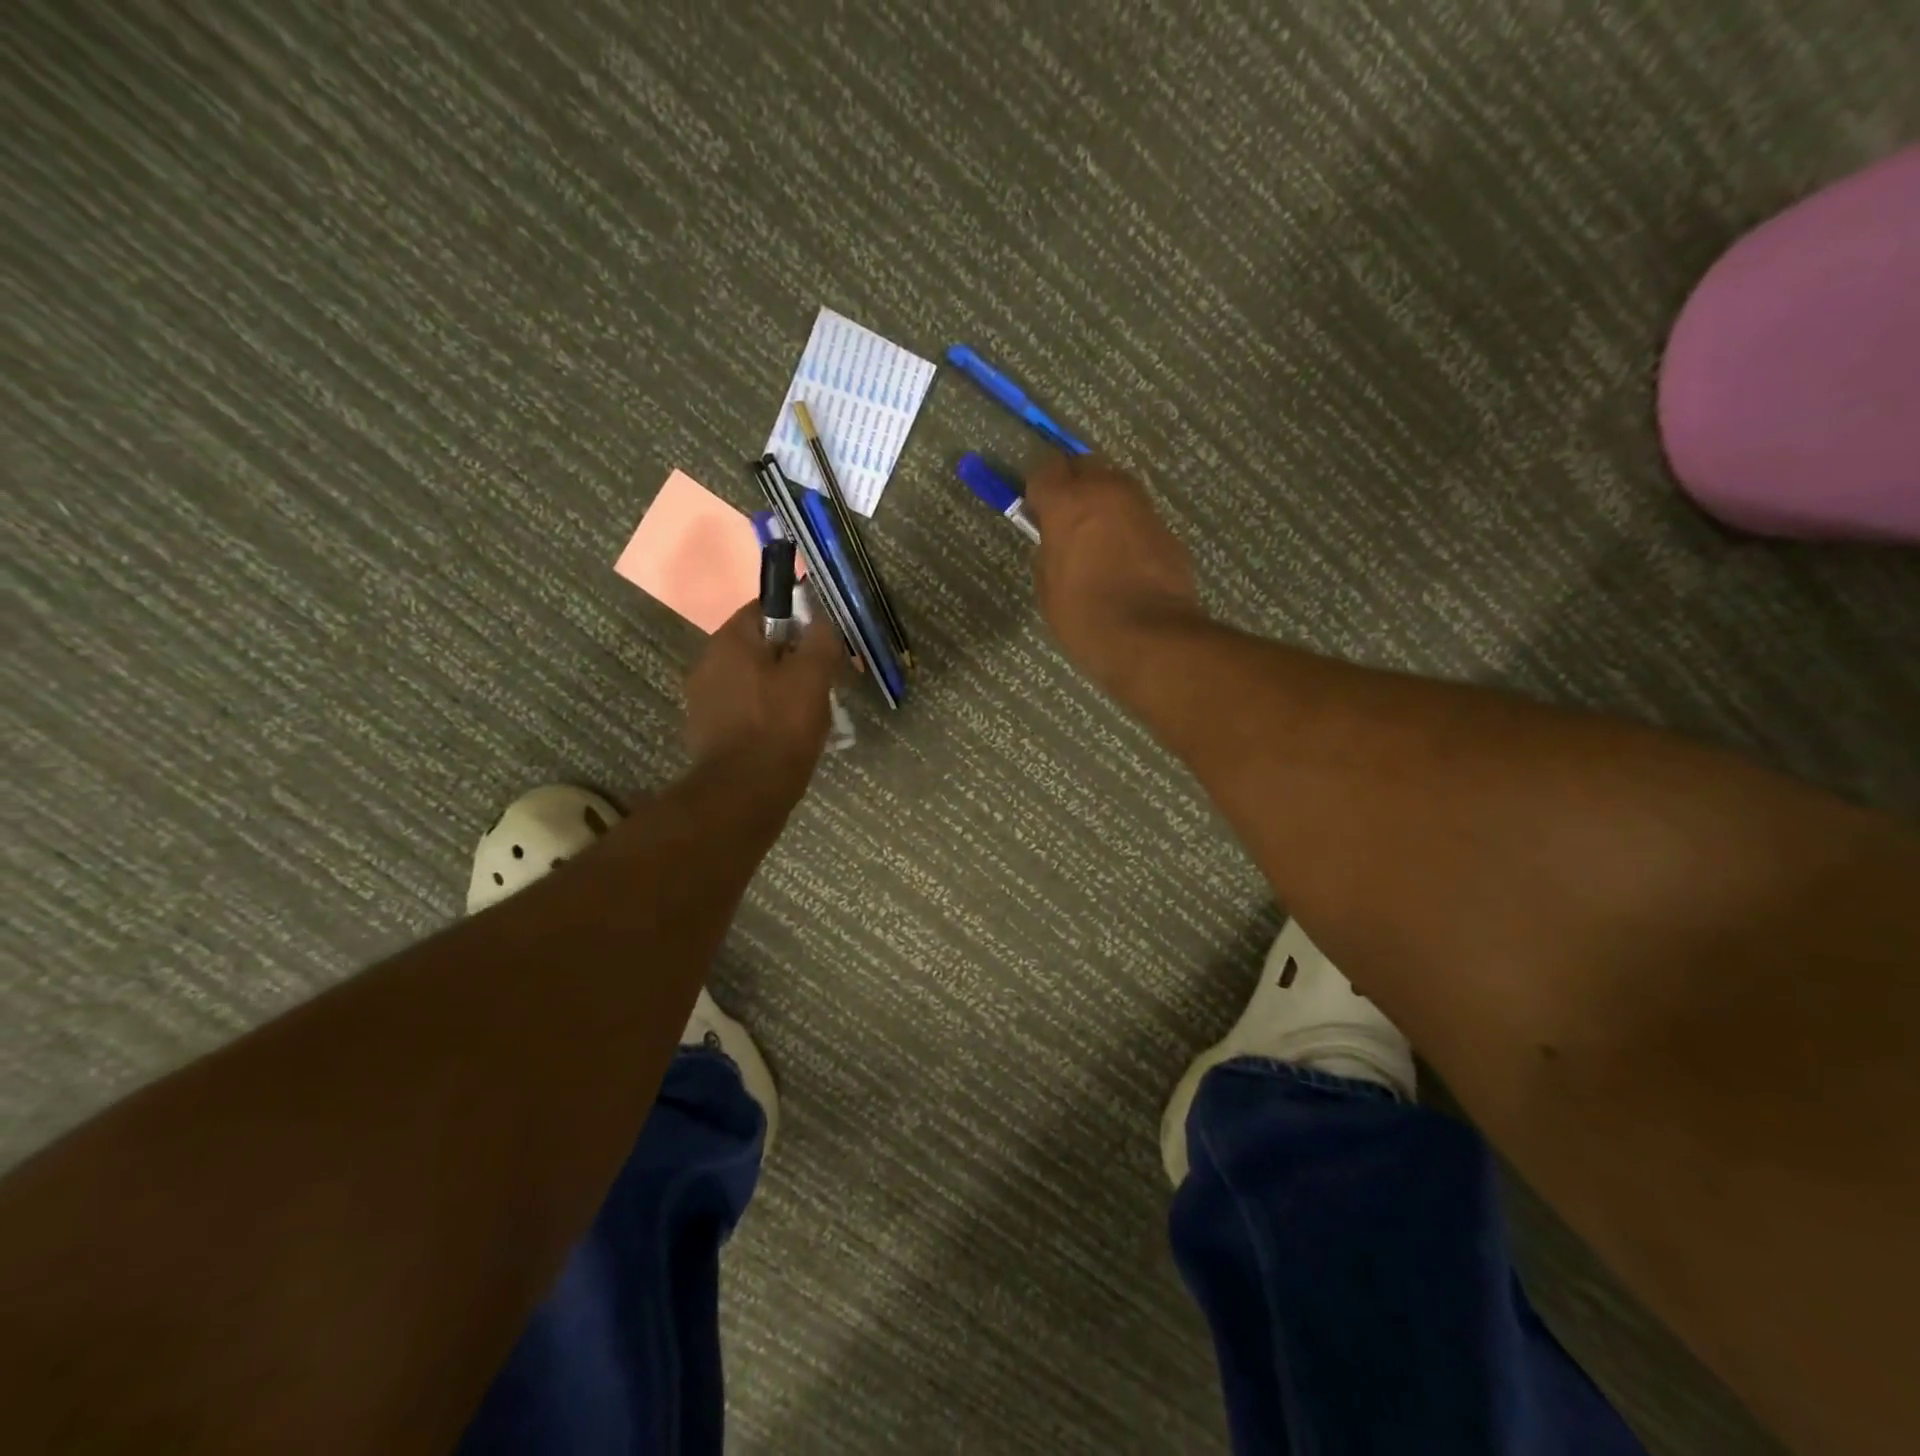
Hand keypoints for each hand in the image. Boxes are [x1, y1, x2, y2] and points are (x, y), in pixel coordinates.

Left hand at [685, 605, 844, 782]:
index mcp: (731, 640)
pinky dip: (764, 714)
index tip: (822, 644)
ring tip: (808, 712)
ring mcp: (703, 698)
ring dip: (779, 688)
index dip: (800, 620)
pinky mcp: (707, 730)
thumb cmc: (781, 727)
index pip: (767, 608)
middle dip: (792, 659)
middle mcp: (708, 661)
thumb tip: (820, 621)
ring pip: (752, 679)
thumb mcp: (813, 677)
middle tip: (822, 681)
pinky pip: (743, 708)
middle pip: (760, 646)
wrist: (743, 793)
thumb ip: (820, 640)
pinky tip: (785, 735)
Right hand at [1024, 454, 1203, 695]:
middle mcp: (1107, 491)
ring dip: (1103, 502)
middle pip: (1086, 466)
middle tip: (1066, 519)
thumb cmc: (1085, 616)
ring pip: (1116, 486)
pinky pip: (1137, 516)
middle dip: (1074, 485)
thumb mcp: (1048, 586)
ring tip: (1096, 538)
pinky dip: (1127, 527)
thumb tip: (1057, 541)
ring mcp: (1142, 507)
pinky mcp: (1166, 529)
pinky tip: (1124, 559)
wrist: (1150, 637)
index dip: (1039, 491)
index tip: (1037, 513)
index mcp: (1068, 503)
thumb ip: (1049, 551)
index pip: (1045, 470)